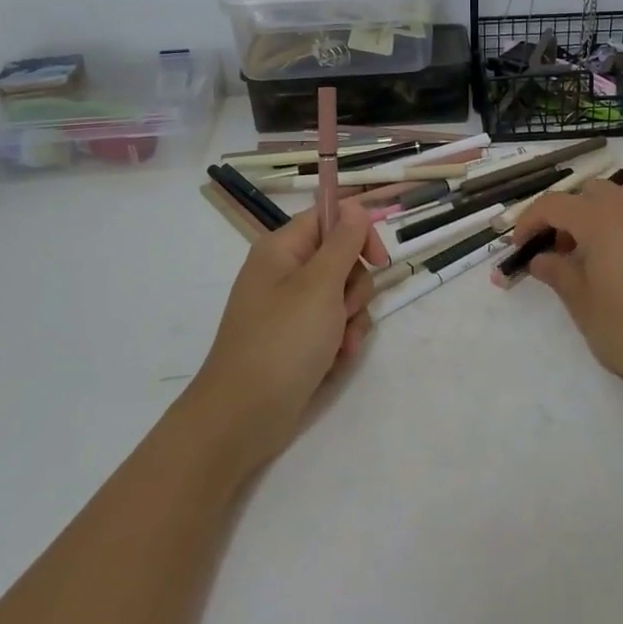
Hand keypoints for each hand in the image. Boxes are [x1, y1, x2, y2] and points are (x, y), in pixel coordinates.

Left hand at [185, 203, 377, 476]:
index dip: (358, 232)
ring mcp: (291, 309)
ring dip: (352, 318)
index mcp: (282, 250)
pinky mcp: (298, 339)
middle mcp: (285, 273)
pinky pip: (334, 325)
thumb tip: (354, 206)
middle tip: (343, 310)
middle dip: (355, 286)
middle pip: (341, 258)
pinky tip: (336, 360)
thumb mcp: (320, 285)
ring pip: (344, 295)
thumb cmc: (282, 342)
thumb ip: (343, 242)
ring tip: (339, 344)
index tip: (379, 259)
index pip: (329, 217)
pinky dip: (341, 341)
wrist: (243, 417)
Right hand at [508, 180, 622, 394]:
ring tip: (581, 262)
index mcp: (600, 221)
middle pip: (588, 192)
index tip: (518, 246)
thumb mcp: (581, 303)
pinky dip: (613, 233)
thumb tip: (541, 259)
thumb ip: (557, 273)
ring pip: (614, 205)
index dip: (530, 220)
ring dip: (590, 222)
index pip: (554, 204)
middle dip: (565, 212)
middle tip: (554, 248)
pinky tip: (611, 271)